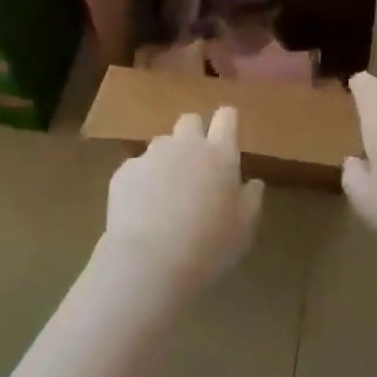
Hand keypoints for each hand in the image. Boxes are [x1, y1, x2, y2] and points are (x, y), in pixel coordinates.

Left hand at [103, 107, 264, 292]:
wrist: (151, 259)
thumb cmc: (209, 245)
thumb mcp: (244, 228)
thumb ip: (250, 199)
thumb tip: (252, 183)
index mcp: (220, 154)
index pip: (227, 116)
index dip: (227, 121)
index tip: (227, 134)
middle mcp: (185, 145)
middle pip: (190, 120)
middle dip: (194, 134)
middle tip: (196, 166)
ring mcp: (151, 155)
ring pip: (161, 144)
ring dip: (167, 159)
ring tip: (166, 193)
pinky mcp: (124, 171)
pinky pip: (137, 168)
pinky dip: (142, 181)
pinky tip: (142, 209)